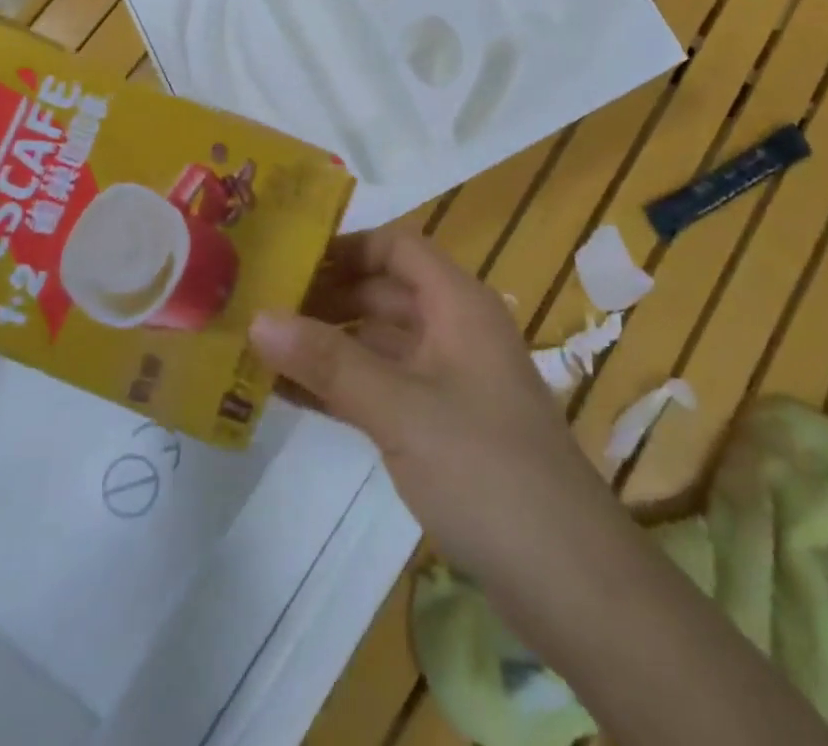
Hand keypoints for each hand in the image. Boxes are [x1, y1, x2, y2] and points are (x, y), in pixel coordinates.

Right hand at [249, 227, 616, 587]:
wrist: (569, 579)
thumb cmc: (485, 469)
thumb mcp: (400, 409)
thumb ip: (328, 362)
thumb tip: (257, 318)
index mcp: (457, 303)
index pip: (396, 247)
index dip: (344, 247)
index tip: (287, 260)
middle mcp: (455, 329)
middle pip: (383, 292)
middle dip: (326, 296)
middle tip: (260, 305)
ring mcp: (450, 379)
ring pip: (380, 342)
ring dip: (328, 344)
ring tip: (262, 348)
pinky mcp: (444, 425)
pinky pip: (384, 386)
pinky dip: (343, 386)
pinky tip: (291, 396)